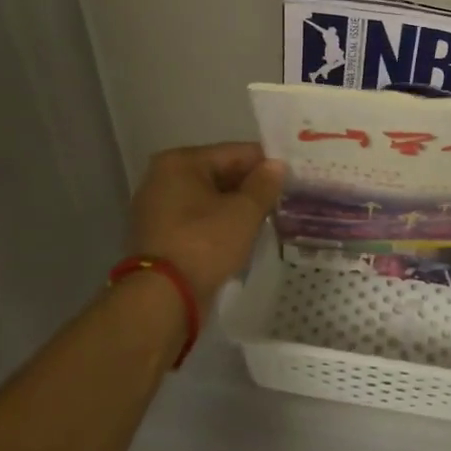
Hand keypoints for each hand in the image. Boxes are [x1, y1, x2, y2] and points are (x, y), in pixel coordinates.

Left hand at [126, 143, 284, 300]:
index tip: (292, 176)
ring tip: (269, 217)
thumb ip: (264, 184)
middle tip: (285, 198)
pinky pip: (198, 219)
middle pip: (220, 174)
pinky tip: (243, 234)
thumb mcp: (243, 212)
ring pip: (210, 198)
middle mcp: (163, 178)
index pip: (235, 152)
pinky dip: (219, 223)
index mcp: (180, 162)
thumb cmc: (204, 243)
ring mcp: (157, 208)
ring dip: (237, 206)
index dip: (266, 164)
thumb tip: (276, 165)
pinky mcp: (159, 235)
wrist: (162, 297)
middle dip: (251, 186)